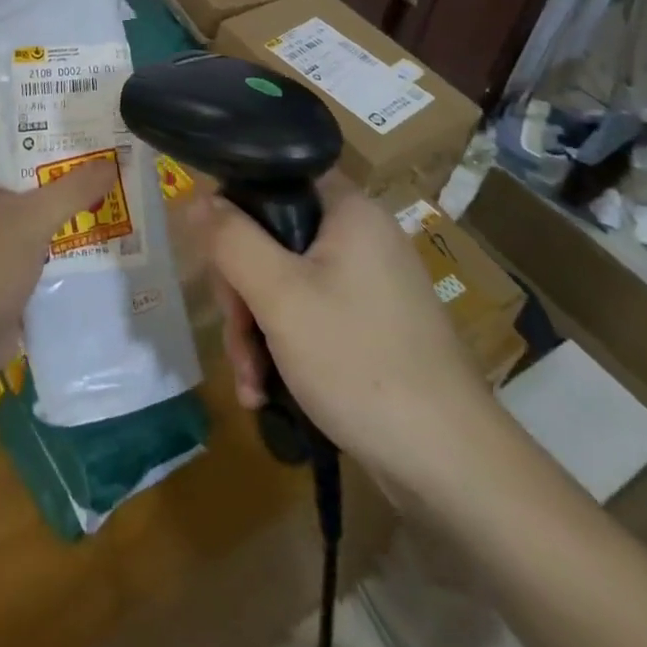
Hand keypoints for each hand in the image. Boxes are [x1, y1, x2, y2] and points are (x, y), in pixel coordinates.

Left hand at [0, 136, 117, 372]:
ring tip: (105, 176)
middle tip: (98, 141)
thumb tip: (111, 163)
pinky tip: (95, 224)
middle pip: (22, 168)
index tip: (66, 107)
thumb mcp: (32, 219)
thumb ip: (72, 189)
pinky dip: (62, 229)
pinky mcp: (6, 262)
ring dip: (64, 195)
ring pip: (33, 203)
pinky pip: (38, 235)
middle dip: (57, 158)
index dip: (29, 116)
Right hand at [193, 175, 498, 497]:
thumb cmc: (360, 363)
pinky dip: (283, 347)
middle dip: (242, 291)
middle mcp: (360, 236)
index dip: (235, 206)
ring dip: (256, 329)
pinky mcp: (371, 326)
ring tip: (250, 383)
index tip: (215, 254)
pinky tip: (267, 392)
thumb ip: (230, 239)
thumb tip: (194, 197)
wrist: (452, 469)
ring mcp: (368, 284)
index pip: (274, 176)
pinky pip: (309, 315)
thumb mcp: (279, 295)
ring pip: (285, 282)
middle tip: (236, 335)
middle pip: (272, 237)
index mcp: (348, 209)